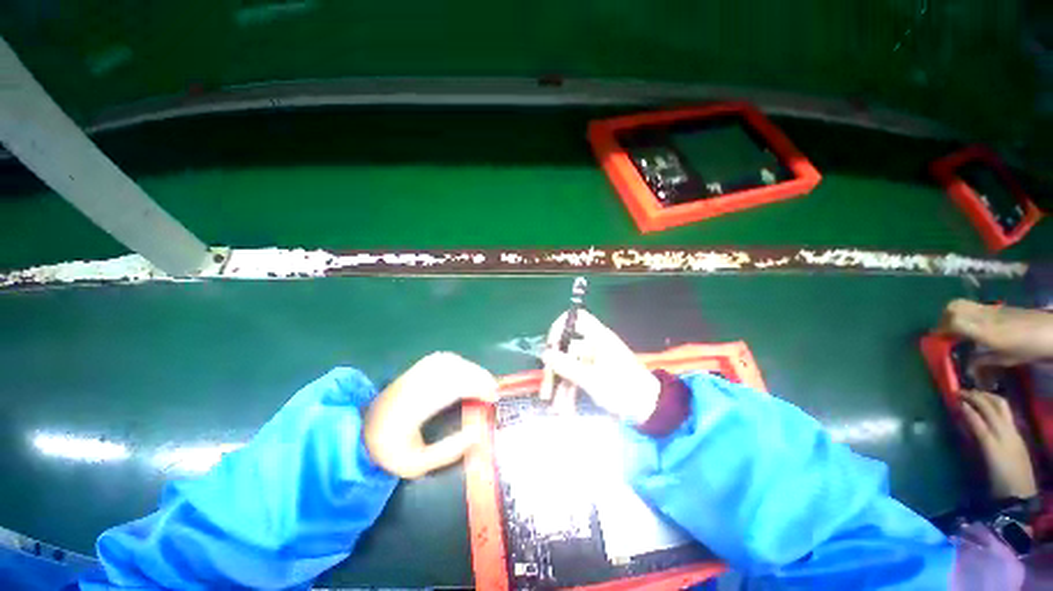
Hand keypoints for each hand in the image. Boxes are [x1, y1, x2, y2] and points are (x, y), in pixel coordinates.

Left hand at [364, 352, 497, 478]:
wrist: (358, 433)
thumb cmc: (389, 451)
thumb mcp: (417, 464)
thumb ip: (448, 451)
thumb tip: (477, 434)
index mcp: (414, 407)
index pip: (453, 387)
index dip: (477, 388)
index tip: (493, 397)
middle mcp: (415, 384)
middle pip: (454, 370)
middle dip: (479, 377)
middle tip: (494, 390)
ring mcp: (413, 373)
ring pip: (450, 361)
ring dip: (471, 368)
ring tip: (483, 382)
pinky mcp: (413, 369)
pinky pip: (442, 359)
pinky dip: (460, 363)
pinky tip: (466, 373)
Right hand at [539, 309, 659, 422]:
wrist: (649, 409)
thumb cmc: (622, 389)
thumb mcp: (591, 379)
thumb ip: (565, 365)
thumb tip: (545, 353)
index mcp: (598, 337)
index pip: (576, 318)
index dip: (560, 326)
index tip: (550, 345)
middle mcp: (596, 344)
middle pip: (568, 348)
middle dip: (556, 368)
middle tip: (547, 386)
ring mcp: (596, 359)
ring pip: (572, 366)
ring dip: (563, 386)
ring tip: (558, 408)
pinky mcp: (597, 372)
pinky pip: (579, 376)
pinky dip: (572, 390)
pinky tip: (567, 409)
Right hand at [939, 299, 1052, 366]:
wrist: (1050, 331)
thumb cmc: (1029, 348)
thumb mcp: (1007, 359)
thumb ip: (984, 360)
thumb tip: (966, 366)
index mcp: (983, 330)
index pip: (952, 323)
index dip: (941, 330)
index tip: (937, 341)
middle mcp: (982, 316)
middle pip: (952, 308)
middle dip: (943, 318)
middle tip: (945, 332)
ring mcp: (989, 309)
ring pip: (960, 304)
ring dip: (953, 314)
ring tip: (956, 328)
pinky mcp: (995, 307)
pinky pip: (973, 306)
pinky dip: (966, 314)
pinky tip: (973, 325)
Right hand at [959, 390, 1037, 498]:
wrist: (1018, 492)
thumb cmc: (995, 481)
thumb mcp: (981, 465)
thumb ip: (972, 443)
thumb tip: (960, 422)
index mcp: (992, 442)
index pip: (977, 418)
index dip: (965, 407)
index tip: (951, 398)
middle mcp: (1004, 432)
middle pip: (991, 407)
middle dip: (975, 397)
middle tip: (959, 392)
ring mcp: (1013, 431)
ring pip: (1001, 406)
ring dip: (987, 396)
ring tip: (974, 394)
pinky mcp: (1017, 434)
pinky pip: (1006, 412)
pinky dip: (995, 403)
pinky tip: (989, 405)